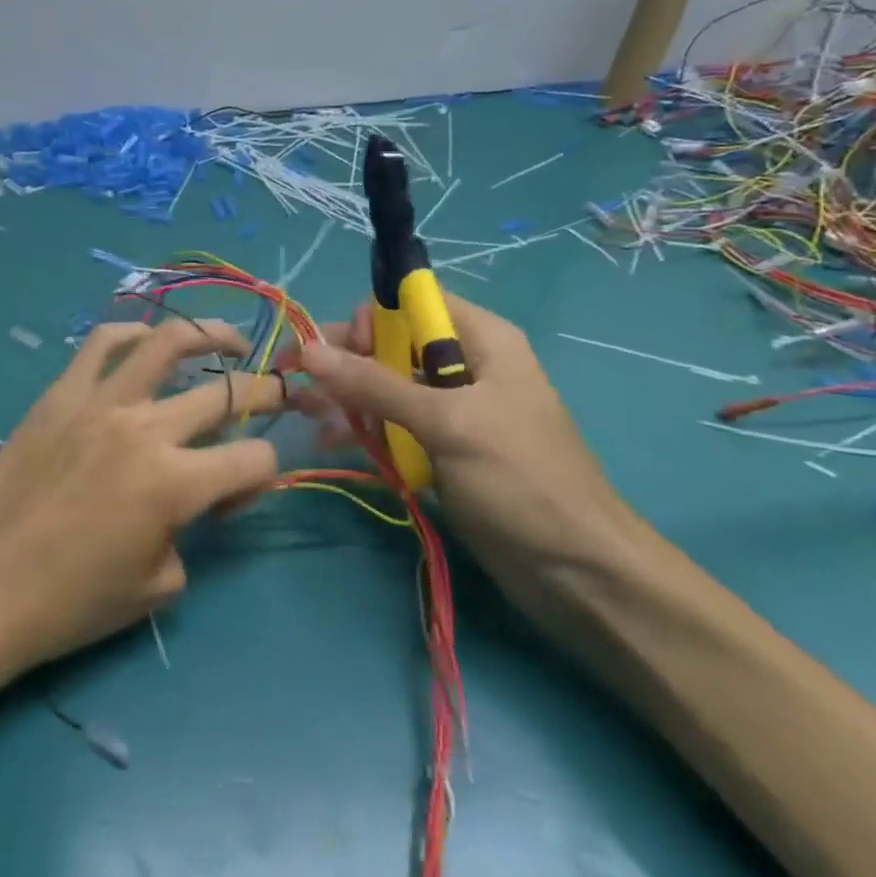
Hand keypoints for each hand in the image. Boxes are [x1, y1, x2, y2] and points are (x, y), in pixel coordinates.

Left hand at [0, 317, 284, 689]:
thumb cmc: (72, 602)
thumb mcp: (158, 586)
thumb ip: (191, 534)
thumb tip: (194, 503)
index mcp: (176, 483)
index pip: (254, 458)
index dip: (263, 478)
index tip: (235, 500)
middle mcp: (145, 429)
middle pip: (226, 394)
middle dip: (266, 393)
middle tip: (277, 393)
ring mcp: (100, 403)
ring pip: (166, 344)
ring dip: (209, 335)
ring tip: (228, 339)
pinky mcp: (60, 395)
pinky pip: (100, 345)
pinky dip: (131, 333)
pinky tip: (147, 339)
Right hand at [286, 291, 630, 568]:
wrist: (578, 573)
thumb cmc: (520, 481)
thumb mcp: (447, 424)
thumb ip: (375, 384)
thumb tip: (309, 350)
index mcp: (480, 341)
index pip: (411, 304)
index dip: (368, 321)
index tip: (333, 355)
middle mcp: (464, 366)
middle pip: (390, 346)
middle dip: (343, 363)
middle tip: (297, 388)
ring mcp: (453, 411)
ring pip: (385, 388)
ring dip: (345, 399)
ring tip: (303, 416)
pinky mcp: (442, 450)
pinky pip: (392, 426)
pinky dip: (362, 430)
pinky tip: (329, 443)